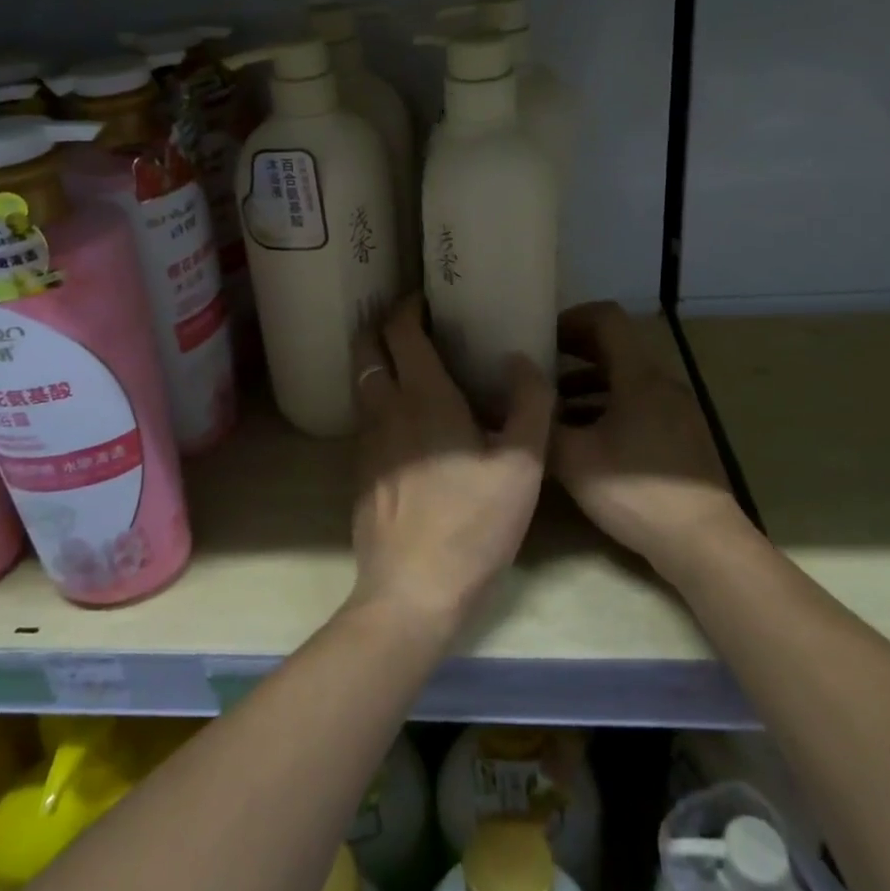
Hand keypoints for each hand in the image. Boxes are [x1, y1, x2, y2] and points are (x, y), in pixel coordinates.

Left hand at [349, 296, 554, 635]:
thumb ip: (529, 406)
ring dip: (378, 361)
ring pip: (363, 382)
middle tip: (410, 320)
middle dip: (381, 325)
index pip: (400, 331)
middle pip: (366, 348)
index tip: (425, 297)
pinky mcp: (360, 471)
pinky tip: (405, 418)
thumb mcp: (522, 467)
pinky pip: (366, 416)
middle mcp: (385, 409)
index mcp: (423, 397)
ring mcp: (366, 441)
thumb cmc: (472, 525)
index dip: (407, 306)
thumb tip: (522, 360)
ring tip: (409, 362)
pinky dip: (379, 398)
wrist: (411, 593)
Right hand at [550, 302, 756, 585]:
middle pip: (615, 347)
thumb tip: (517, 399)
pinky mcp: (681, 437)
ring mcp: (676, 410)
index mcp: (639, 376)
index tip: (541, 337)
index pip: (606, 318)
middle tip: (538, 367)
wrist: (704, 544)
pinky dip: (607, 407)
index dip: (571, 319)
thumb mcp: (574, 460)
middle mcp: (662, 383)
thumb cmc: (637, 492)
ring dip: (587, 384)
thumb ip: (542, 424)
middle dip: (573, 352)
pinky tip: (583, 437)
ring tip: (552, 406)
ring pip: (625, 379)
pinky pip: (638, 404)